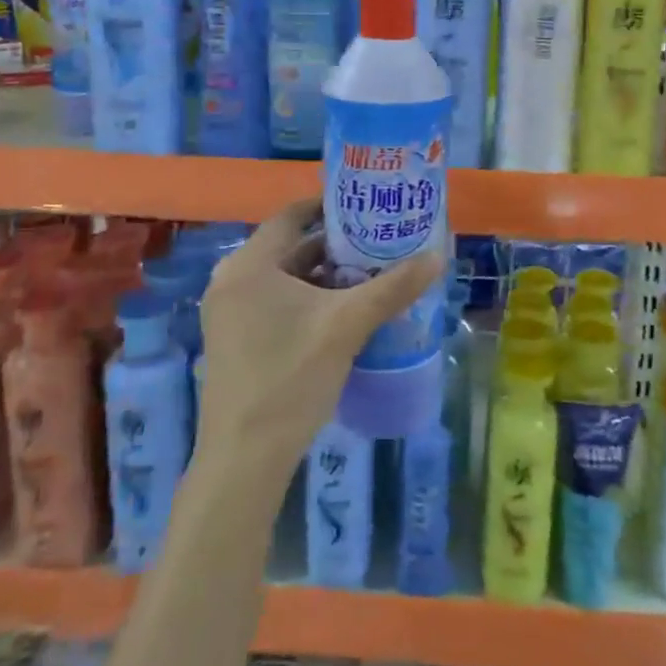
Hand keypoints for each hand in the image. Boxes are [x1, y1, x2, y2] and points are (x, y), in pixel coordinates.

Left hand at [195, 199, 442, 479]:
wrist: (245, 459)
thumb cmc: (291, 377)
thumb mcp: (347, 326)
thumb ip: (393, 288)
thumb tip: (437, 257)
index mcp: (249, 265)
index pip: (292, 215)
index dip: (330, 206)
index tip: (367, 207)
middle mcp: (232, 281)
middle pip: (291, 247)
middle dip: (337, 246)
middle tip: (380, 243)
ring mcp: (229, 313)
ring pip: (286, 279)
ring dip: (326, 276)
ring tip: (372, 276)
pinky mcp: (235, 340)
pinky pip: (276, 303)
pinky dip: (309, 300)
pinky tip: (345, 313)